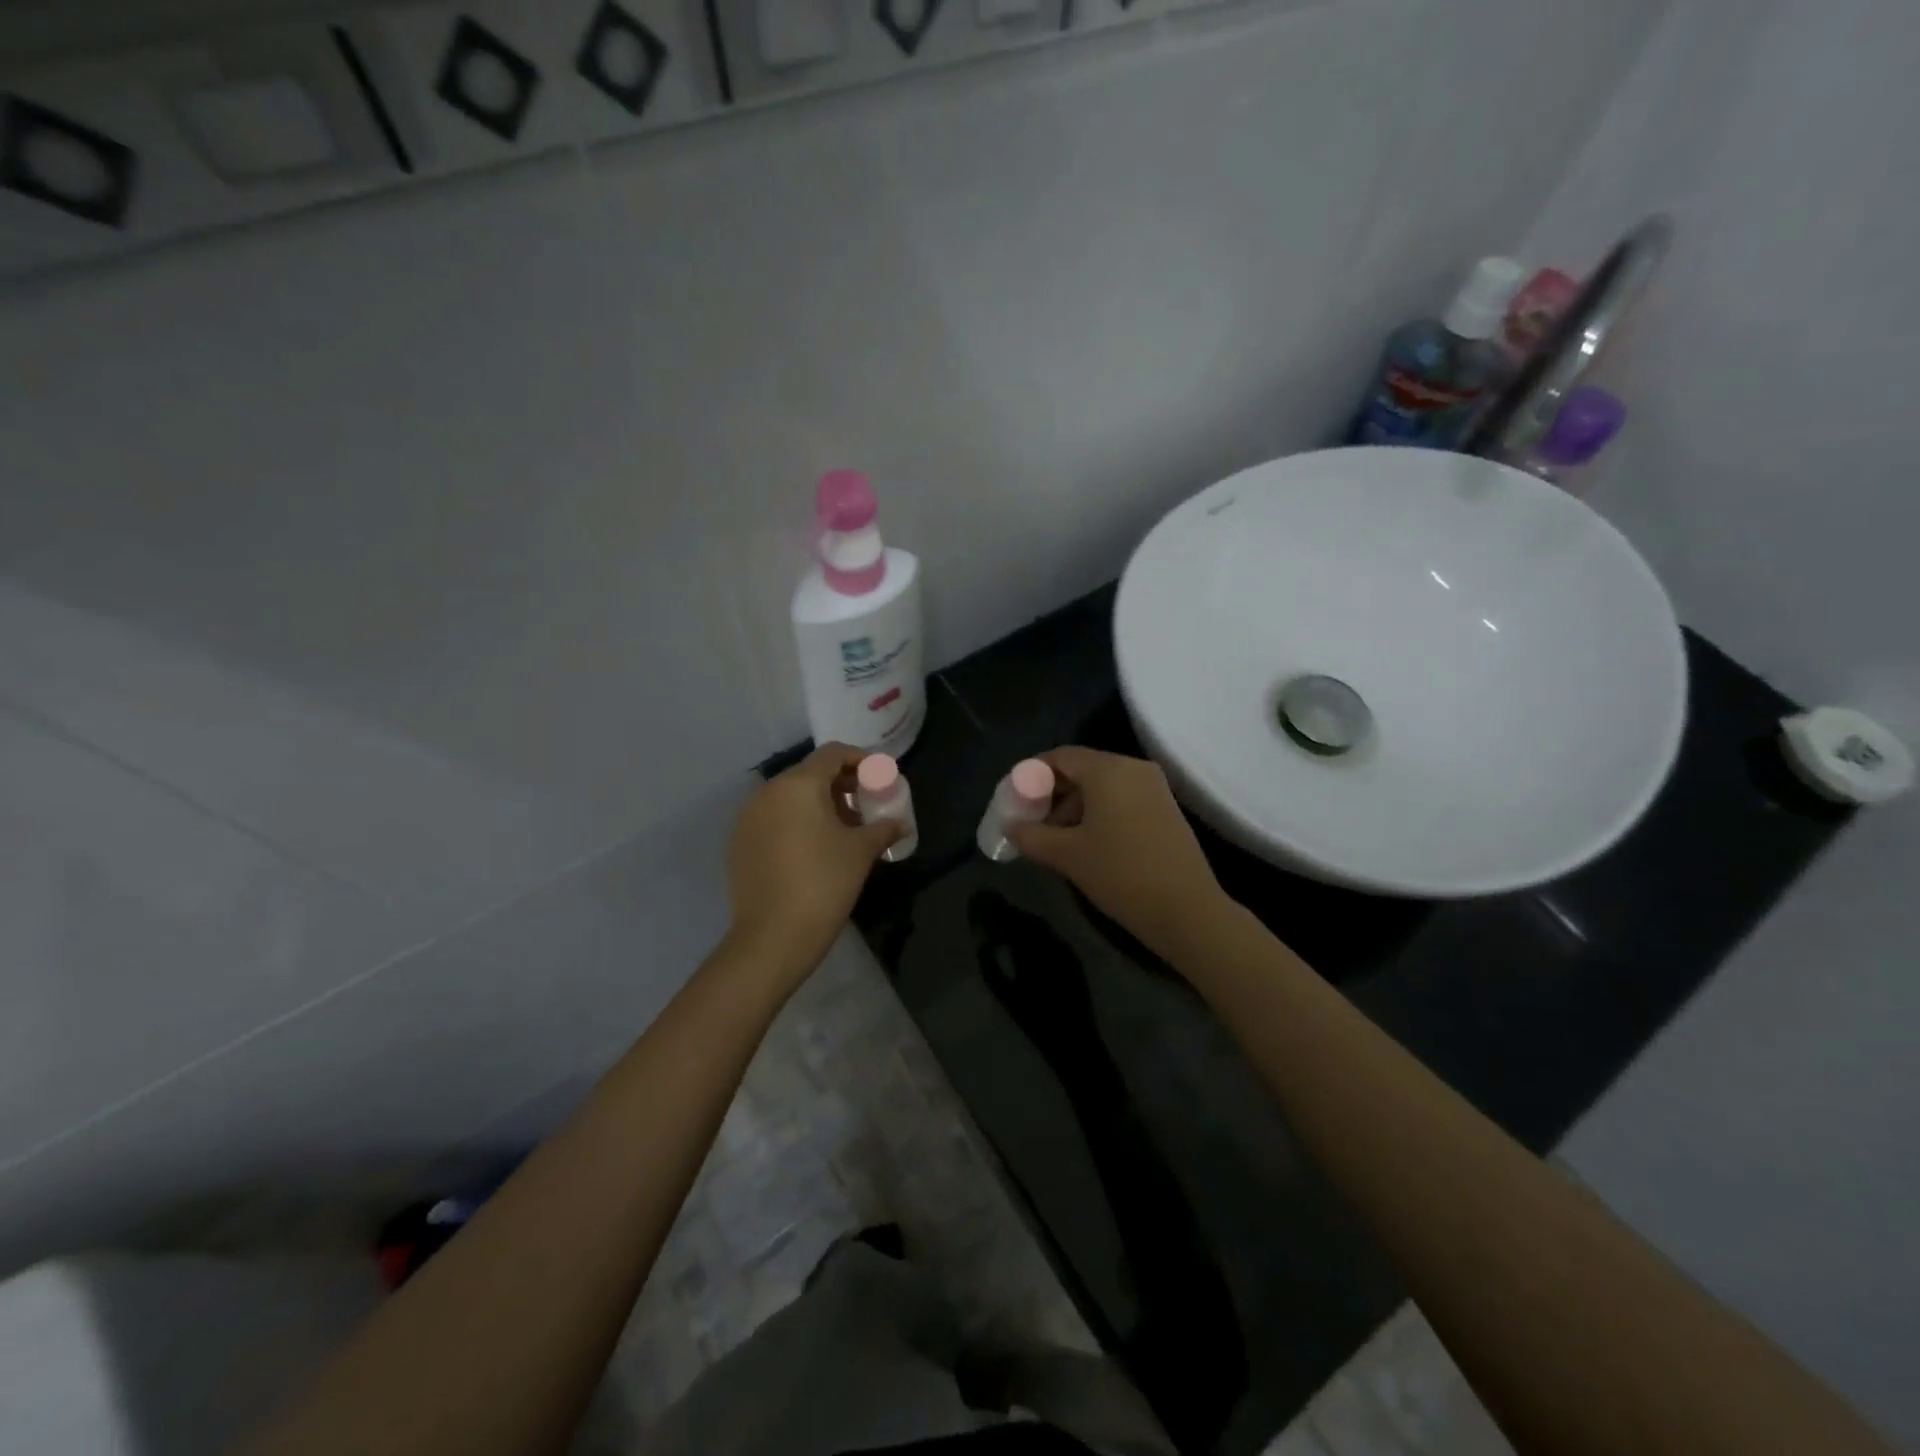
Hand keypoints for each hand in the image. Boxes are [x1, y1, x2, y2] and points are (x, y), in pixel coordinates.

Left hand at [724, 743, 901, 992]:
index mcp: (798, 785)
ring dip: (817, 804)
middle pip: (809, 774)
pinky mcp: (739, 843)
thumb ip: (882, 828)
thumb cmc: (824, 884)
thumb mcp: (861, 852)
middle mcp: (768, 792)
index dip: (860, 760)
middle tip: (865, 806)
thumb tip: (900, 823)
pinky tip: (813, 849)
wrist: (772, 937)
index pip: (832, 754)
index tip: (880, 777)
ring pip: (789, 797)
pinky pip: (772, 819)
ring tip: (842, 830)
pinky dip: (795, 822)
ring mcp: (748, 818)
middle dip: (840, 785)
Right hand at [1007, 747, 1229, 963]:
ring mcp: (1154, 788)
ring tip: (1056, 839)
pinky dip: (1099, 813)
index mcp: (1108, 770)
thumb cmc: (1121, 874)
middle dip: (1052, 793)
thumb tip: (1011, 827)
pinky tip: (1087, 843)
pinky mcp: (1166, 809)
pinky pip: (1122, 799)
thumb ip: (1031, 835)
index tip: (1014, 800)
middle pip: (1082, 769)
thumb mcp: (1066, 856)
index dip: (1031, 775)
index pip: (1060, 757)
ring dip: (1074, 806)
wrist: (1187, 911)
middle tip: (1031, 822)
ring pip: (1102, 786)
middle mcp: (1134, 768)